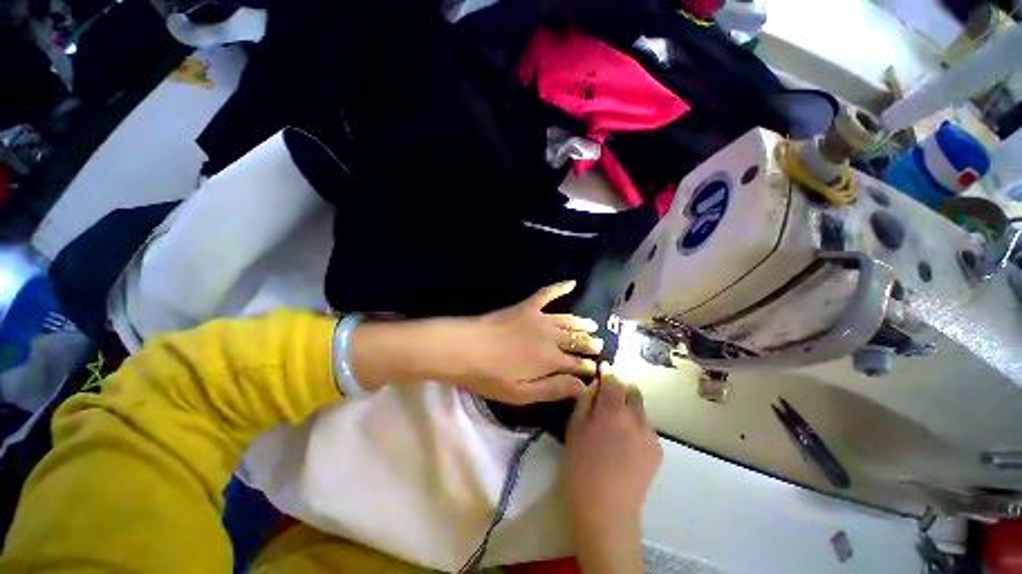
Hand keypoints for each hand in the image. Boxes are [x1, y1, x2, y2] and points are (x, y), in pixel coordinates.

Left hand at [441, 281, 600, 404]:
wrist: (464, 347)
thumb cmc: (489, 375)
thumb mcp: (521, 393)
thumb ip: (553, 388)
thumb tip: (582, 386)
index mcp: (550, 360)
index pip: (577, 364)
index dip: (588, 368)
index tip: (596, 370)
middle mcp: (550, 337)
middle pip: (576, 340)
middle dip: (590, 344)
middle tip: (599, 346)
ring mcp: (539, 318)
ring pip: (567, 320)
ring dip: (581, 323)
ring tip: (592, 325)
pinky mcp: (526, 307)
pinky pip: (546, 294)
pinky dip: (559, 287)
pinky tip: (572, 282)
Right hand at [566, 367, 661, 538]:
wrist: (606, 510)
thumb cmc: (581, 466)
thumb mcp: (574, 428)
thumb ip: (585, 400)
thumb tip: (595, 385)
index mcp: (612, 410)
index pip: (614, 379)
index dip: (608, 372)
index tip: (603, 369)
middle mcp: (636, 417)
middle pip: (633, 389)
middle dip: (621, 387)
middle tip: (608, 397)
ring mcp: (650, 434)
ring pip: (640, 408)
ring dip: (629, 407)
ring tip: (616, 424)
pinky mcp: (658, 450)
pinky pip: (646, 427)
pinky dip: (636, 426)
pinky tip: (625, 443)